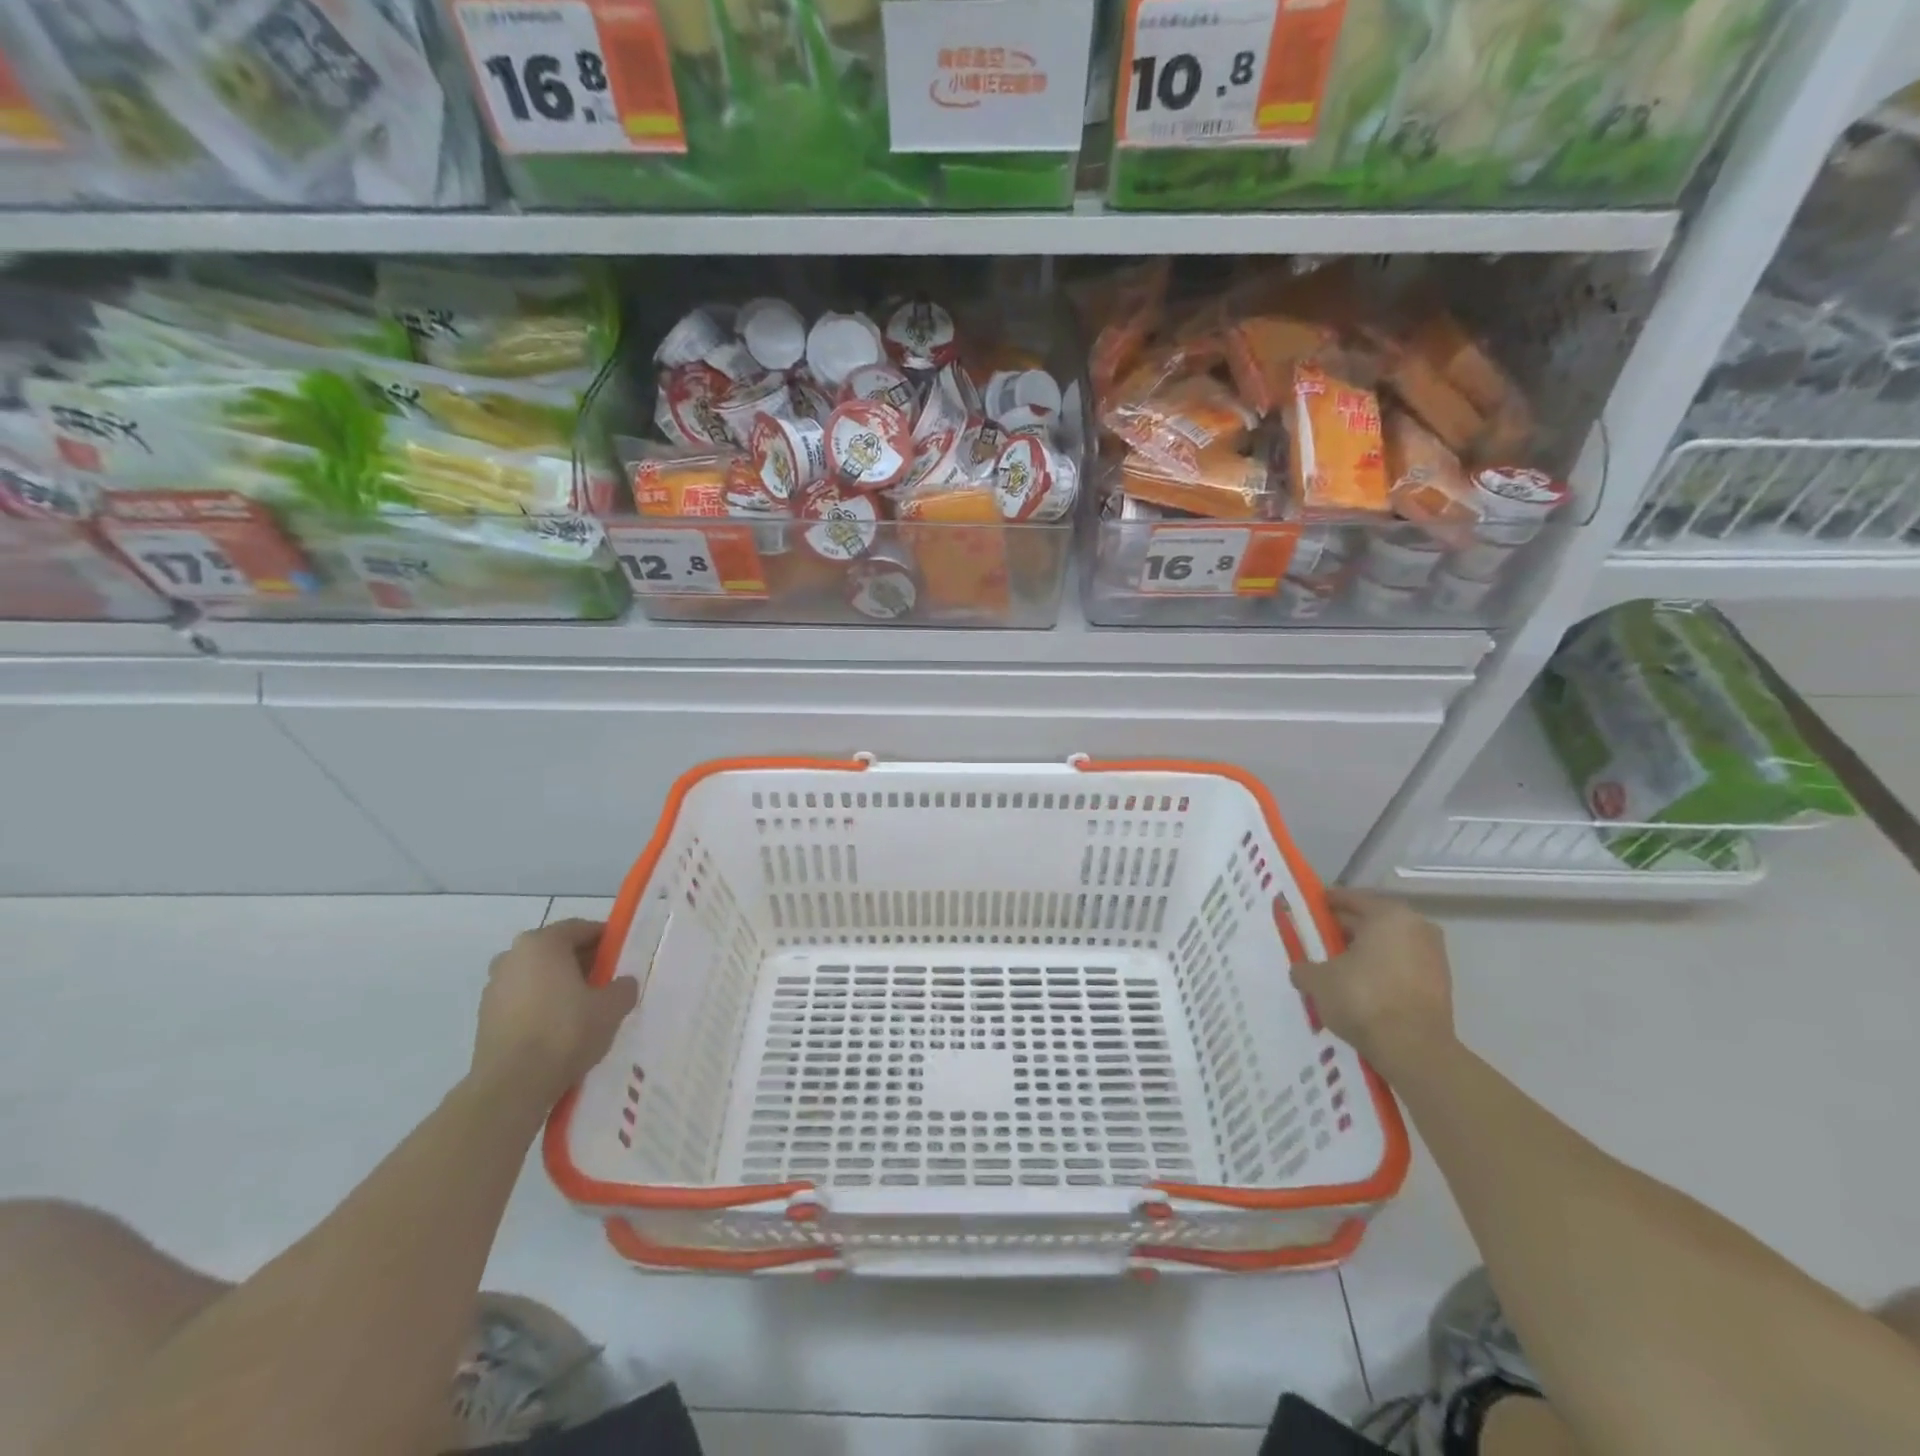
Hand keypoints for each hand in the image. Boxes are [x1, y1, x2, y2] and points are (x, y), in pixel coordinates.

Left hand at [471, 919, 638, 1102]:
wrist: (512, 1086)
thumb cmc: (565, 1032)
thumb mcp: (612, 1007)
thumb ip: (623, 986)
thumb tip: (622, 983)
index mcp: (542, 943)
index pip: (581, 928)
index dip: (606, 940)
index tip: (622, 956)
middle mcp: (512, 956)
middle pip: (556, 950)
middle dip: (583, 962)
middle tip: (607, 982)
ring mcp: (494, 987)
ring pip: (538, 976)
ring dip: (560, 985)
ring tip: (584, 1009)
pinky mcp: (485, 1017)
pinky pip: (523, 1000)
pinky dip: (542, 1005)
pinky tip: (560, 1028)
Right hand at [1290, 889, 1455, 1075]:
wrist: (1414, 1050)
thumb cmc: (1363, 999)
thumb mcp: (1318, 980)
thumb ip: (1304, 968)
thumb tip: (1301, 970)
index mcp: (1388, 915)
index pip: (1350, 899)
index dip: (1325, 903)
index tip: (1307, 909)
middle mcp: (1416, 928)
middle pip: (1371, 921)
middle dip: (1343, 930)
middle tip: (1316, 940)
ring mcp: (1433, 957)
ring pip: (1387, 946)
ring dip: (1363, 953)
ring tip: (1335, 966)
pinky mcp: (1439, 985)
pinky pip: (1400, 967)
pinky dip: (1380, 971)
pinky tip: (1358, 987)